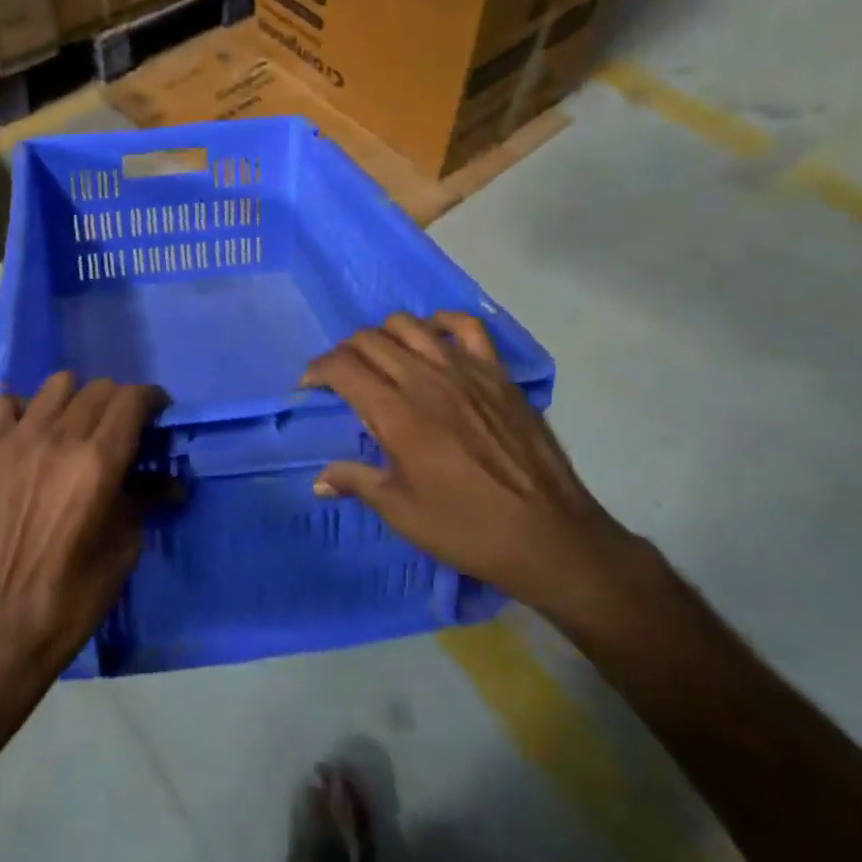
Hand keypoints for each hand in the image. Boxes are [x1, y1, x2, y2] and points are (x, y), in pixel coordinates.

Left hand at [0, 372, 164, 676]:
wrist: (6, 623)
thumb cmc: (76, 593)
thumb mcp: (126, 546)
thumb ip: (145, 499)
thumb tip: (169, 481)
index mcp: (99, 462)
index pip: (132, 399)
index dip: (151, 399)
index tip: (156, 413)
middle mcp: (60, 438)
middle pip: (99, 388)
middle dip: (119, 402)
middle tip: (120, 428)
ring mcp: (19, 439)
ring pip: (57, 384)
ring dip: (76, 398)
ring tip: (75, 425)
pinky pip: (5, 402)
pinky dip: (23, 408)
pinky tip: (30, 432)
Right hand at [304, 312, 634, 616]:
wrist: (551, 538)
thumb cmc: (468, 529)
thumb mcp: (402, 513)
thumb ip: (356, 483)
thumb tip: (319, 480)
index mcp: (396, 414)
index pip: (342, 367)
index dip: (317, 370)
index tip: (310, 385)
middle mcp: (425, 380)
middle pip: (368, 340)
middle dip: (344, 352)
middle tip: (343, 377)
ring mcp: (464, 370)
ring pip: (407, 325)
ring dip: (383, 335)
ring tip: (382, 358)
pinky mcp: (496, 373)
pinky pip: (464, 326)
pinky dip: (439, 323)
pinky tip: (431, 339)